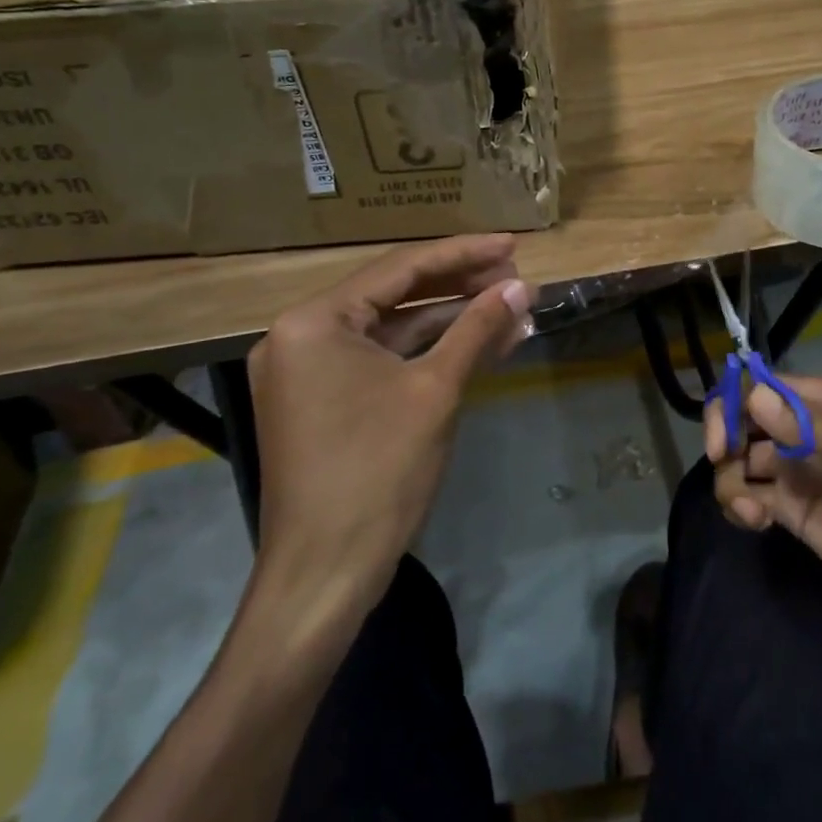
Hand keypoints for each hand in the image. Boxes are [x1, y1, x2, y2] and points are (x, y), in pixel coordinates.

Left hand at [245, 234, 531, 620]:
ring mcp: (308, 372)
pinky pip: (382, 362)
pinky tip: (480, 346)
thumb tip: (521, 286)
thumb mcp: (435, 390)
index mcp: (314, 321)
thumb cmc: (377, 472)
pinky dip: (428, 354)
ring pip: (392, 331)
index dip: (463, 254)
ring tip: (511, 310)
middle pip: (394, 295)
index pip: (400, 268)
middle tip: (516, 279)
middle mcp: (300, 336)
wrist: (324, 576)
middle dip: (460, 288)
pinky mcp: (322, 402)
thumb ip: (477, 328)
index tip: (512, 245)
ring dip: (451, 322)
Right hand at [708, 375, 821, 622]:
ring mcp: (786, 465)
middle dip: (722, 440)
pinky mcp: (779, 502)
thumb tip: (755, 400)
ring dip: (730, 482)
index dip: (733, 404)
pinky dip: (737, 504)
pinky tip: (757, 523)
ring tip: (752, 514)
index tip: (723, 443)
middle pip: (738, 414)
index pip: (762, 384)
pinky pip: (740, 491)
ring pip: (733, 456)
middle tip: (726, 471)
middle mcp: (798, 426)